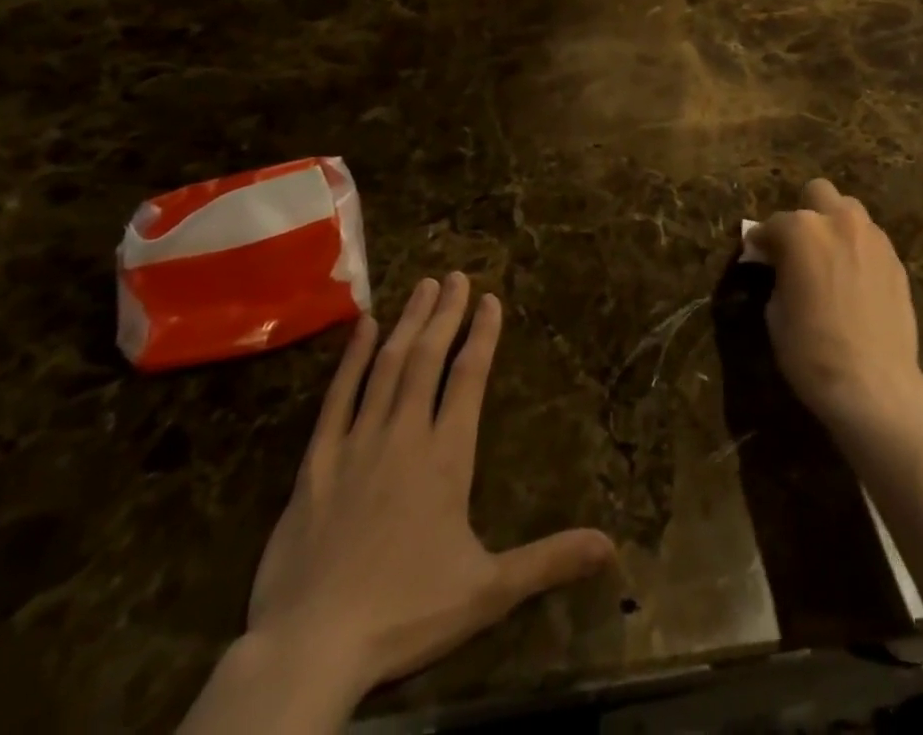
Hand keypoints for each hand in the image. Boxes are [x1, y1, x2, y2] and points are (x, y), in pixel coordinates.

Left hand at [186, 274, 615, 733]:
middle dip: (445, 314)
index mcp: (446, 456)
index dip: (483, 334)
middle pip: (427, 358)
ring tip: (423, 286)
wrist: (310, 646)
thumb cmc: (405, 613)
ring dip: (408, 323)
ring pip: (386, 366)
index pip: (470, 377)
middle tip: (456, 275)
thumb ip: (549, 560)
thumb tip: (611, 547)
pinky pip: (338, 397)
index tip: (490, 298)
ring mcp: (357, 443)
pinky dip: (352, 358)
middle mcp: (404, 434)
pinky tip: (364, 326)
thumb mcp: (488, 592)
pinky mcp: (316, 462)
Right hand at [749, 180, 922, 432]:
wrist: (874, 385)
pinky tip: (853, 280)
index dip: (762, 241)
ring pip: (849, 211)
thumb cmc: (811, 350)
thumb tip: (780, 267)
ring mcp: (873, 238)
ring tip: (829, 261)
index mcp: (802, 230)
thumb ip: (778, 274)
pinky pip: (870, 240)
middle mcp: (839, 221)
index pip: (773, 224)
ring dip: (834, 227)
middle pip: (818, 193)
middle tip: (798, 247)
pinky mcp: (896, 259)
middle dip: (805, 213)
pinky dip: (857, 249)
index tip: (758, 256)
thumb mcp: (775, 312)